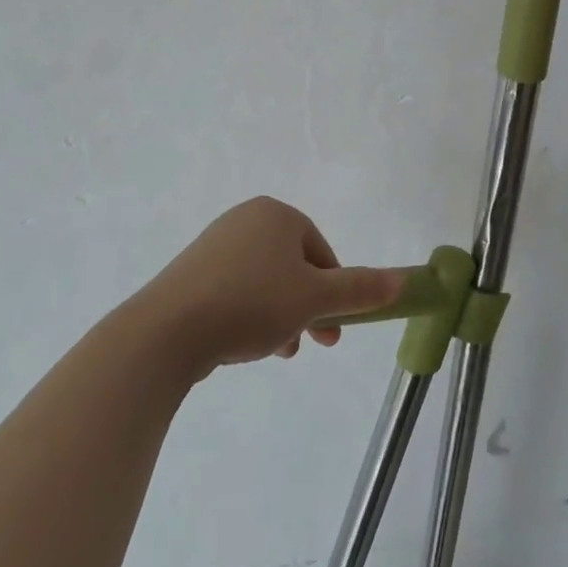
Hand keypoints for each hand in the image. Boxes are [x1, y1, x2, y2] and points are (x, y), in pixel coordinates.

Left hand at [133, 198, 405, 377]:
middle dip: (309, 307)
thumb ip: (359, 289)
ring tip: (279, 352)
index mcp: (277, 215)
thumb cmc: (251, 303)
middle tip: (315, 344)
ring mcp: (213, 247)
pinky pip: (235, 292)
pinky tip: (246, 346)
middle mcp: (244, 221)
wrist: (166, 332)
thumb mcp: (315, 298)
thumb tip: (401, 280)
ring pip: (266, 283)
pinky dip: (250, 316)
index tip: (334, 327)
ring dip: (282, 317)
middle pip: (294, 267)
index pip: (322, 251)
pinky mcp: (190, 275)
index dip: (335, 290)